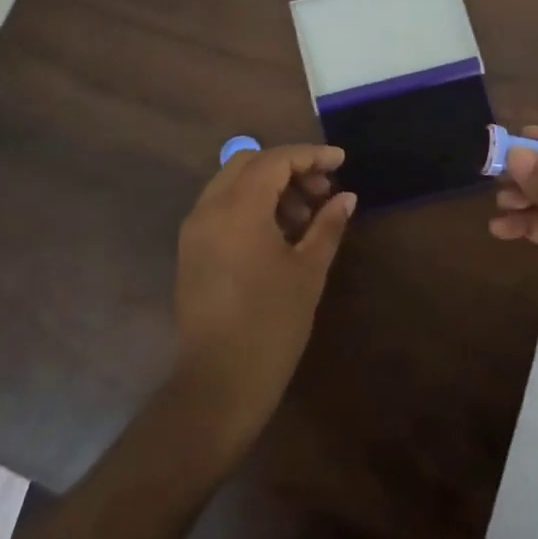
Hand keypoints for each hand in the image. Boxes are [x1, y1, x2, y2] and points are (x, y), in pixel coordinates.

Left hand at [172, 144, 356, 450]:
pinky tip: (279, 233)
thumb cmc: (272, 324)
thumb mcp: (308, 271)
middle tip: (323, 191)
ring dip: (269, 188)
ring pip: (232, 185)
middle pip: (248, 164)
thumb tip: (346, 197)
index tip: (341, 161)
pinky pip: (221, 209)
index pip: (274, 161)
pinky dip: (250, 206)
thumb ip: (327, 226)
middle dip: (288, 169)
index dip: (310, 156)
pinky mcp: (191, 251)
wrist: (219, 383)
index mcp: (237, 210)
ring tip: (305, 217)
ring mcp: (194, 231)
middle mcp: (208, 210)